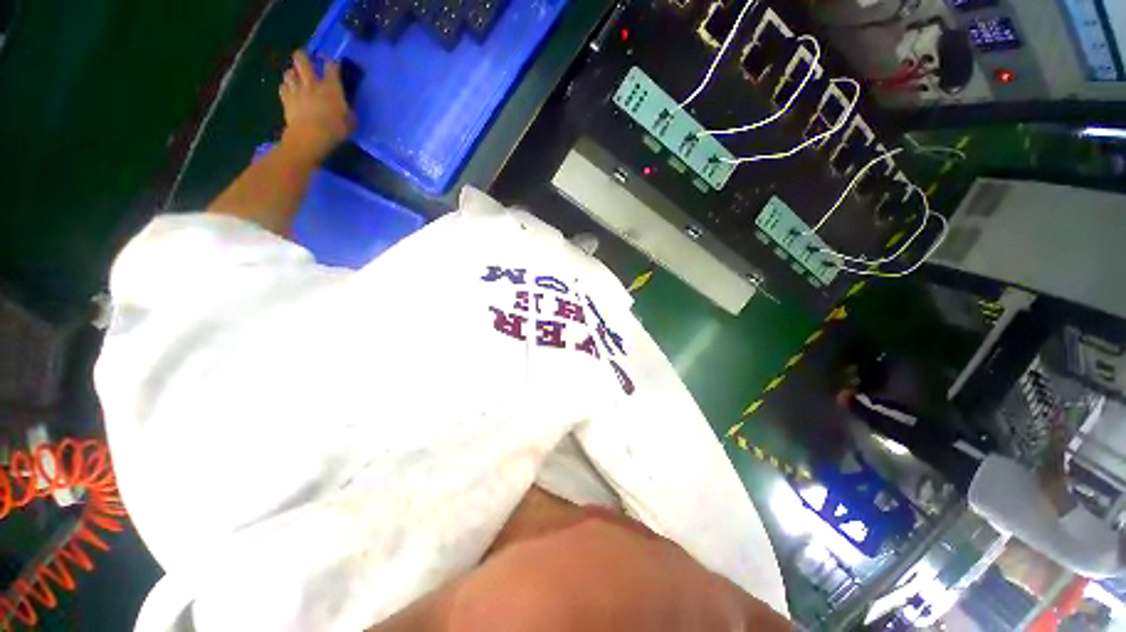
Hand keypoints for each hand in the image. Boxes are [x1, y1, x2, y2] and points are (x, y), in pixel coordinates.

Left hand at [278, 50, 354, 162]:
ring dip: (293, 73)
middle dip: (303, 56)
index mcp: (331, 87)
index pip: (331, 66)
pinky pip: (283, 87)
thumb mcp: (350, 122)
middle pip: (302, 59)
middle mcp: (312, 82)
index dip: (332, 62)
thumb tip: (348, 107)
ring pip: (289, 72)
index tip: (333, 63)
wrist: (311, 136)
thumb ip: (348, 110)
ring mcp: (296, 89)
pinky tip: (289, 91)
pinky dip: (286, 87)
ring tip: (296, 78)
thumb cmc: (335, 129)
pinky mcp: (286, 99)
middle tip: (307, 61)